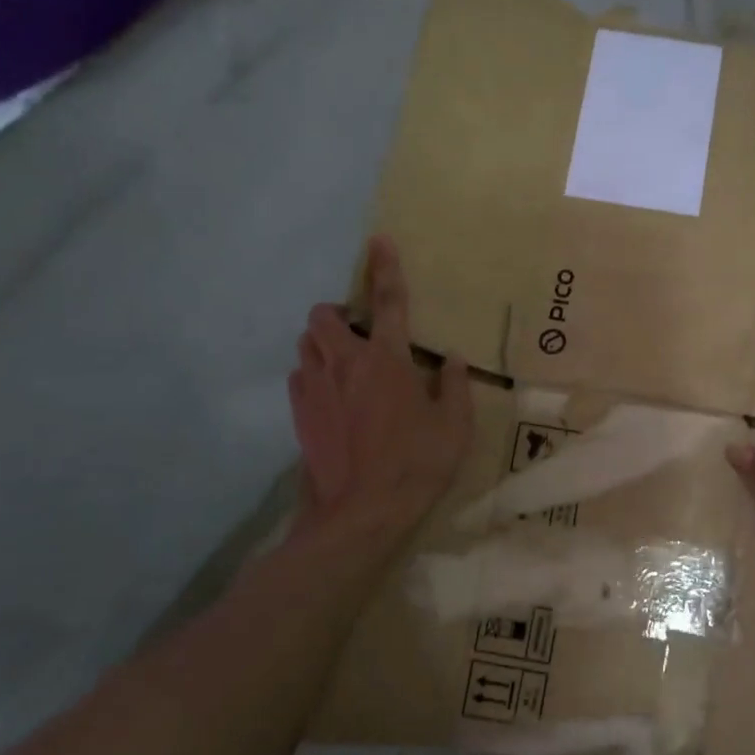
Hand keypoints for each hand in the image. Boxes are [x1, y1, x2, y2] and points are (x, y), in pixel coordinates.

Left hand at [289, 236, 472, 539]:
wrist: (361, 513)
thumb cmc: (416, 466)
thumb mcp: (455, 427)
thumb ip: (454, 386)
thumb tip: (450, 359)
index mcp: (387, 361)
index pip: (388, 302)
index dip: (386, 268)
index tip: (379, 241)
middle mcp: (345, 364)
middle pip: (324, 316)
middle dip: (340, 314)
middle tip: (362, 335)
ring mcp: (315, 388)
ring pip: (306, 344)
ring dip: (324, 343)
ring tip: (347, 365)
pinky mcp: (299, 414)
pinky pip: (299, 377)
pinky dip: (314, 375)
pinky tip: (333, 398)